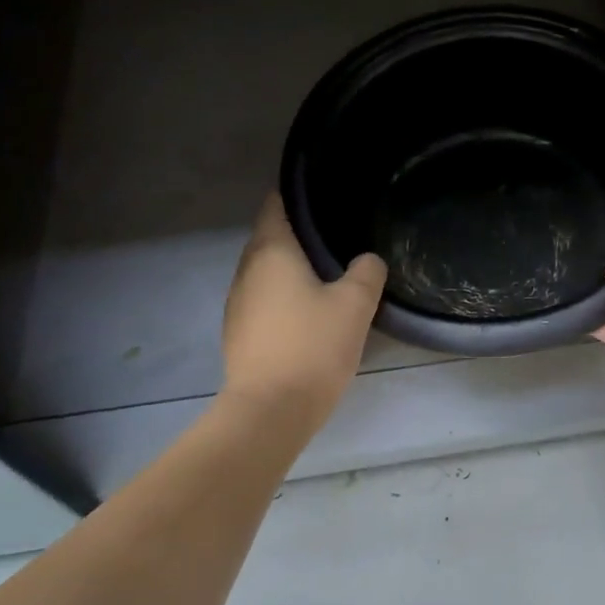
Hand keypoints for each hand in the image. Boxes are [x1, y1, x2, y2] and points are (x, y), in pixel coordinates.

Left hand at [221, 193, 386, 427]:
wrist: (270, 411)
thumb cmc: (313, 346)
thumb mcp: (355, 304)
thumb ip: (367, 272)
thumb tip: (367, 260)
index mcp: (271, 252)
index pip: (276, 206)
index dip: (295, 195)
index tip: (322, 194)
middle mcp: (247, 271)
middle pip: (269, 238)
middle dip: (298, 234)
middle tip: (336, 235)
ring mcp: (237, 303)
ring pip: (266, 272)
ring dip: (291, 269)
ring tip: (327, 272)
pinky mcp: (238, 333)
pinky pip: (263, 299)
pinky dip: (283, 296)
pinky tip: (308, 311)